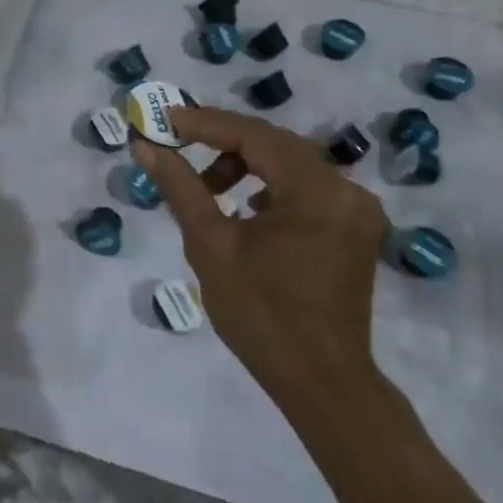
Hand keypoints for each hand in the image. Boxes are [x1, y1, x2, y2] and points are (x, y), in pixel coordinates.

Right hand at [132, 108, 388, 403]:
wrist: (322, 383)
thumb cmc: (261, 315)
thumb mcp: (211, 245)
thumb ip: (181, 187)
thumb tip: (146, 146)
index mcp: (316, 190)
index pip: (253, 134)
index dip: (205, 123)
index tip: (163, 120)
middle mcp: (346, 189)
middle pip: (275, 144)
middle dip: (222, 142)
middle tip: (177, 146)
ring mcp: (356, 209)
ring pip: (291, 164)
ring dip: (246, 165)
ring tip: (208, 190)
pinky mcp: (355, 228)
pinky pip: (306, 187)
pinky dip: (271, 186)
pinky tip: (246, 208)